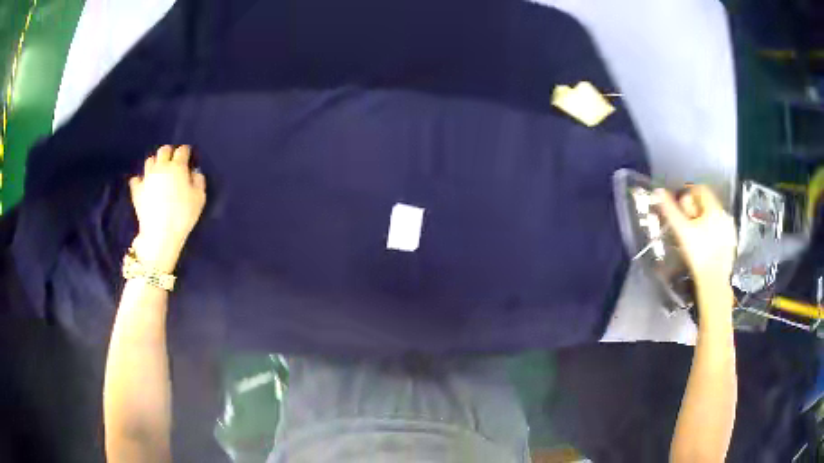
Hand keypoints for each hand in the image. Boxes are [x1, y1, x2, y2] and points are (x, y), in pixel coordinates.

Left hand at [129, 145, 206, 270]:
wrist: (160, 233)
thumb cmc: (183, 215)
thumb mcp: (200, 198)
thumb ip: (199, 180)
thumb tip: (194, 172)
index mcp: (177, 167)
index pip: (182, 151)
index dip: (186, 152)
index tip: (188, 156)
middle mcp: (161, 167)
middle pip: (163, 150)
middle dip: (169, 152)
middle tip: (173, 161)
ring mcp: (147, 177)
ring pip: (149, 161)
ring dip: (155, 163)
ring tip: (158, 172)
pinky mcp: (137, 190)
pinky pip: (136, 179)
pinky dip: (140, 180)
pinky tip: (144, 185)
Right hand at [655, 186, 736, 291]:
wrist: (713, 281)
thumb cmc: (698, 254)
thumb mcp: (682, 230)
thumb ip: (670, 210)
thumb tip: (658, 192)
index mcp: (714, 208)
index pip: (701, 190)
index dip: (689, 193)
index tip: (680, 203)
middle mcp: (724, 215)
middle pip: (708, 203)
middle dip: (696, 208)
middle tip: (685, 220)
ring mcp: (730, 230)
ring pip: (714, 218)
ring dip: (704, 221)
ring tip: (694, 233)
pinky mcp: (731, 243)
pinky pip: (720, 230)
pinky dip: (712, 232)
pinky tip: (704, 244)